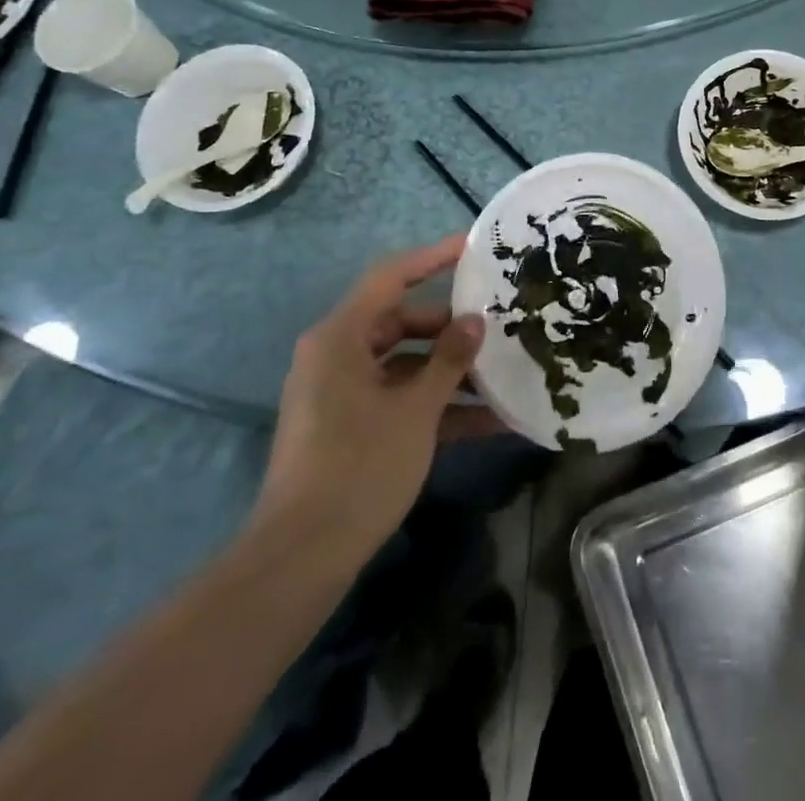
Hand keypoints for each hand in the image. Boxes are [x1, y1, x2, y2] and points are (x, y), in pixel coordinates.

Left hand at [248, 236, 497, 567]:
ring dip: (450, 373)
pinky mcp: (350, 428)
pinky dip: (435, 407)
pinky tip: (488, 423)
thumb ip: (448, 360)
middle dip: (450, 328)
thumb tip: (475, 321)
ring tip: (503, 376)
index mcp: (341, 337)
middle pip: (401, 323)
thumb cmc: (359, 466)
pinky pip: (397, 400)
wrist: (301, 557)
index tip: (473, 247)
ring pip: (404, 365)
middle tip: (497, 326)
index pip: (391, 278)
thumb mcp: (416, 410)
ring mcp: (342, 394)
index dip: (432, 258)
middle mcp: (337, 356)